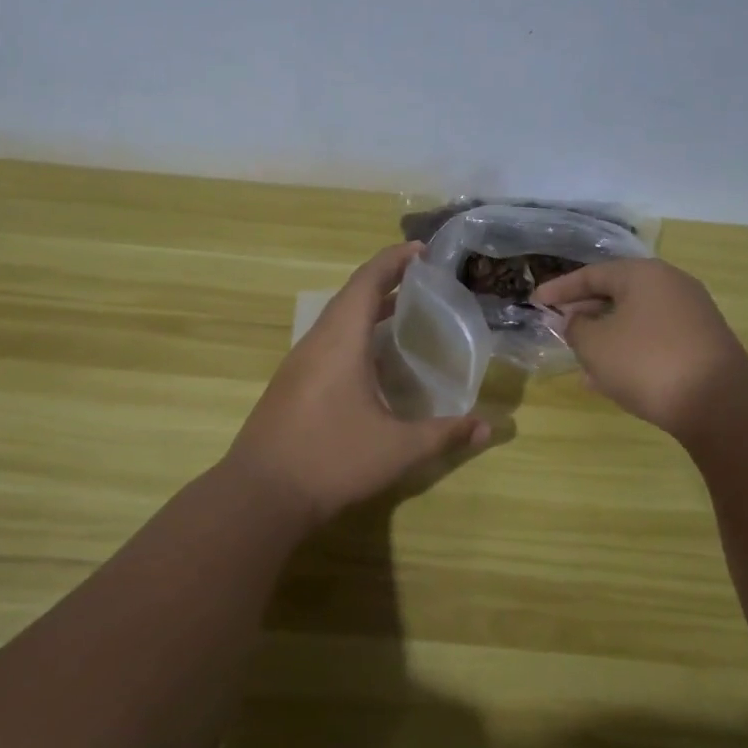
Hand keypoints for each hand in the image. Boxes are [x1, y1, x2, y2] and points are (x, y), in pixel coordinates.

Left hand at [224, 243, 490, 524]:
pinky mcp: (289, 386)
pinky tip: (370, 362)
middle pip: (350, 296)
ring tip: (401, 314)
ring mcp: (297, 364)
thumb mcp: (398, 449)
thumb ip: (444, 434)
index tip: (422, 251)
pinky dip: (352, 335)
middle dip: (385, 282)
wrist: (260, 496)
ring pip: (335, 321)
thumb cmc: (332, 460)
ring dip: (366, 310)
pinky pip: (325, 343)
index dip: (394, 260)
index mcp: (340, 341)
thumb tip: (487, 427)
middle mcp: (316, 343)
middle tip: (421, 282)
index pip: (367, 281)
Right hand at [534, 259, 747, 442]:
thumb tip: (576, 321)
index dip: (559, 289)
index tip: (535, 302)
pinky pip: (653, 339)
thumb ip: (576, 327)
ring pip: (635, 319)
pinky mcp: (702, 343)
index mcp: (644, 274)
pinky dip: (628, 350)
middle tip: (558, 326)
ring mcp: (691, 314)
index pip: (592, 274)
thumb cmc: (646, 363)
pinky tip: (608, 378)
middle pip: (616, 293)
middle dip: (584, 311)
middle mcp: (671, 285)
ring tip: (579, 356)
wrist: (719, 405)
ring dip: (605, 335)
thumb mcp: (595, 345)